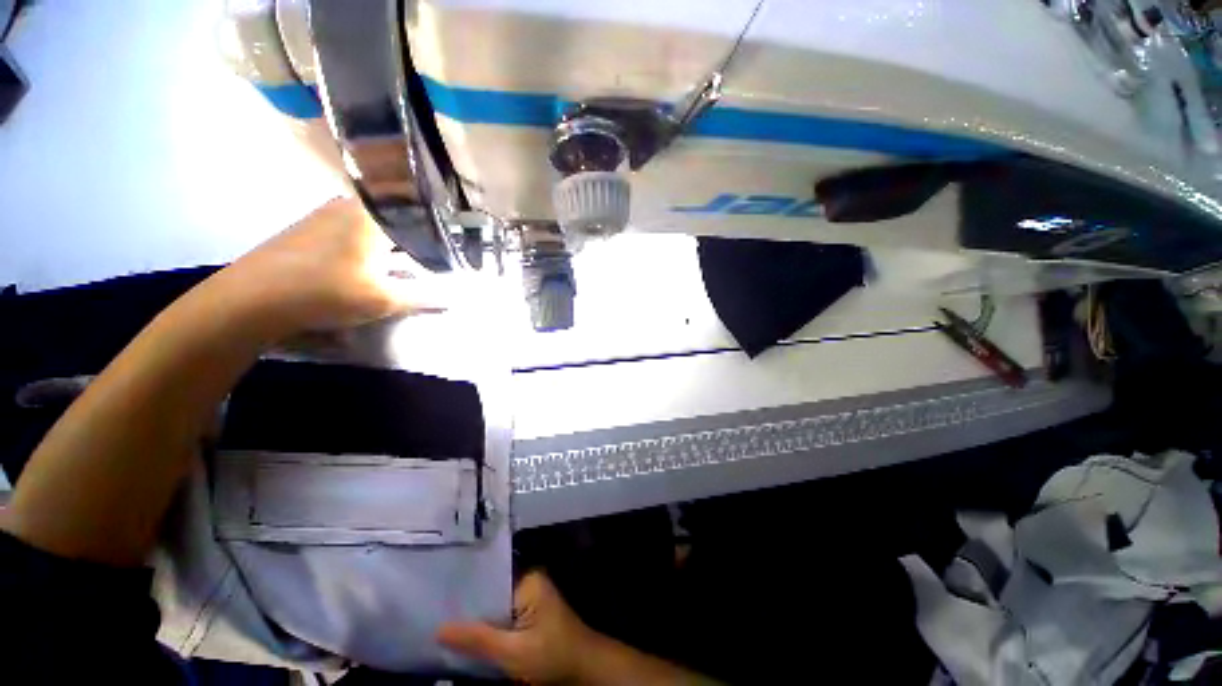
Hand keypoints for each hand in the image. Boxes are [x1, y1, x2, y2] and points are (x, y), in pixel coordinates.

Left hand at [208, 196, 444, 337]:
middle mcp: (351, 205)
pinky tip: (370, 257)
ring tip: (409, 254)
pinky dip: (370, 238)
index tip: (455, 241)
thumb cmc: (326, 292)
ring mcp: (326, 212)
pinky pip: (352, 224)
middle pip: (397, 213)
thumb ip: (423, 297)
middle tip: (435, 250)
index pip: (419, 212)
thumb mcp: (383, 300)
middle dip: (418, 231)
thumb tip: (453, 297)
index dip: (440, 227)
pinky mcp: (310, 225)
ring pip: (374, 218)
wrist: (253, 298)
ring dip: (394, 235)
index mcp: (374, 216)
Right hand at [438, 571, 599, 683]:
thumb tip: (439, 628)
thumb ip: (477, 639)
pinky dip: (487, 629)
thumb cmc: (552, 656)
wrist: (583, 670)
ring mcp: (529, 599)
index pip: (489, 581)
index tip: (435, 601)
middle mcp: (528, 583)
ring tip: (441, 625)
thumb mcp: (512, 652)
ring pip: (494, 609)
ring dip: (475, 622)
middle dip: (467, 610)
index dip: (463, 594)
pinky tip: (465, 638)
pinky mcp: (528, 616)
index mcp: (528, 580)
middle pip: (490, 595)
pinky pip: (501, 618)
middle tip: (432, 616)